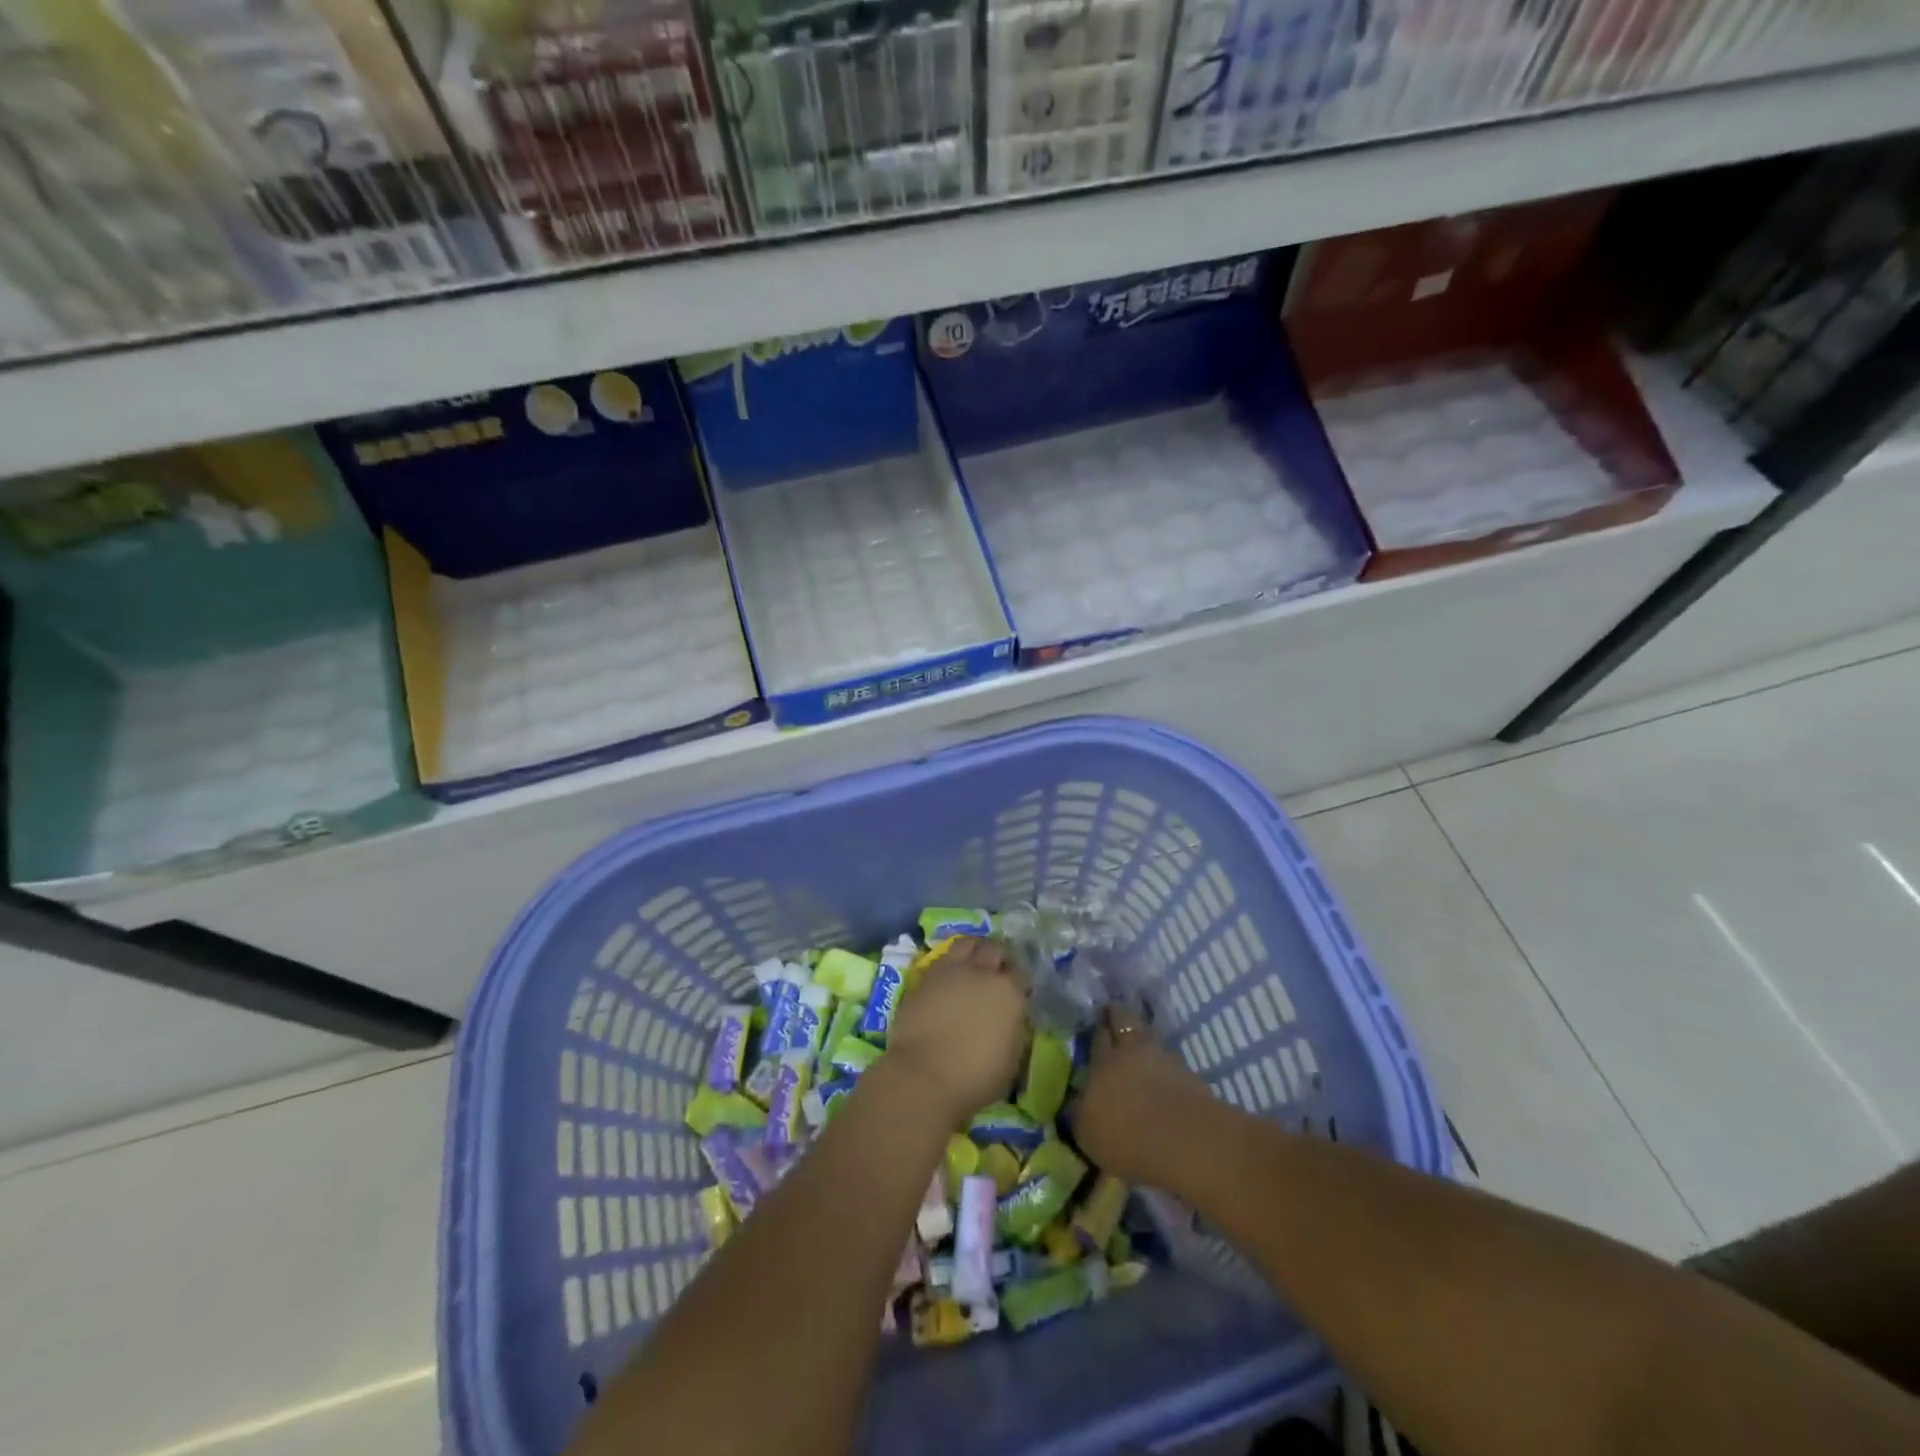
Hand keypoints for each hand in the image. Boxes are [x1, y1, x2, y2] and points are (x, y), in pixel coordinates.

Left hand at [884, 937, 1027, 1128]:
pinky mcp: (925, 978)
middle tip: (996, 974)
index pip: (1021, 975)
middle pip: (994, 949)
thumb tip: (1009, 1019)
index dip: (1020, 984)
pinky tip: (949, 978)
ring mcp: (951, 971)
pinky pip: (943, 959)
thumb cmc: (975, 1077)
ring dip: (974, 950)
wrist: (923, 1076)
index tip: (1018, 995)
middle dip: (998, 958)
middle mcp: (981, 972)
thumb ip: (1013, 1029)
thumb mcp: (1011, 1059)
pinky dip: (950, 964)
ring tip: (972, 965)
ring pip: (967, 943)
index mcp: (1008, 991)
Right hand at [1071, 1006, 1217, 1185]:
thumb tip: (1077, 1103)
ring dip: (1145, 1040)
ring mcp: (1166, 1059)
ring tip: (1142, 1049)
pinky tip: (1164, 1075)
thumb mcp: (1087, 1132)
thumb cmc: (1126, 1136)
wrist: (1185, 1141)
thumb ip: (1080, 1113)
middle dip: (1118, 1015)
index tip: (1097, 1025)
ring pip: (1151, 1038)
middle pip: (1125, 1020)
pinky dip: (1166, 1066)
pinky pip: (1172, 1062)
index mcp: (1103, 1061)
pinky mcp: (1192, 1076)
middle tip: (1114, 1016)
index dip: (1098, 1030)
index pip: (1098, 1036)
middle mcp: (1132, 1051)